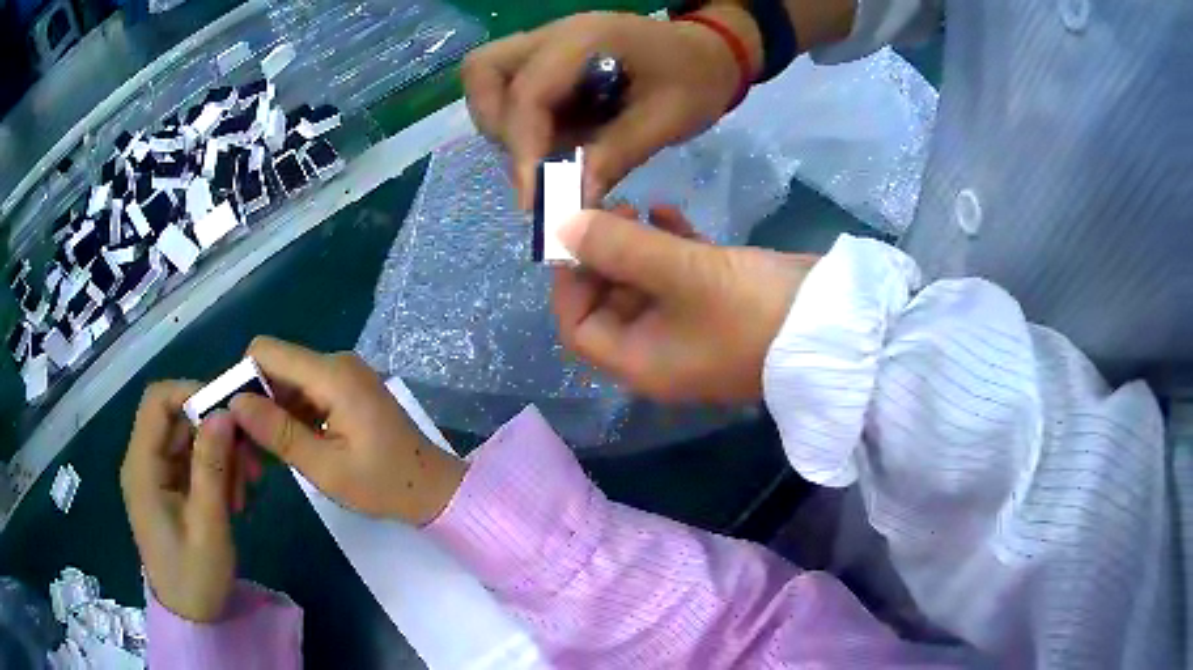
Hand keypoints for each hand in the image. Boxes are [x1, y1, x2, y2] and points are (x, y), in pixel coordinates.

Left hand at [121, 382, 238, 622]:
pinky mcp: (167, 490)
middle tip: (249, 461)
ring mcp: (155, 477)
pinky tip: (233, 497)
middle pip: (176, 419)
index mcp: (142, 467)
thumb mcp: (208, 525)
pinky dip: (215, 471)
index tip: (229, 413)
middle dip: (214, 431)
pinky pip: (191, 462)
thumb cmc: (195, 577)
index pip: (157, 402)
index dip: (191, 393)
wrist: (190, 618)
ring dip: (219, 454)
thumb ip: (211, 467)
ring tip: (244, 489)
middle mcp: (143, 463)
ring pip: (187, 440)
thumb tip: (223, 412)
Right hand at [229, 337, 465, 524]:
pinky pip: (305, 393)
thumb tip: (236, 402)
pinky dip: (290, 416)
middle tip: (246, 448)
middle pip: (275, 366)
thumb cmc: (383, 484)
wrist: (433, 489)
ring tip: (263, 456)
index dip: (242, 378)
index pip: (266, 351)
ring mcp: (343, 375)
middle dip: (255, 401)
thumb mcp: (325, 467)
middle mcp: (336, 363)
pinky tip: (285, 448)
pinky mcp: (346, 390)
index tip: (232, 418)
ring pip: (288, 382)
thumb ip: (278, 432)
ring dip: (271, 413)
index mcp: (332, 374)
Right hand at [463, 9, 760, 207]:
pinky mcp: (546, 63)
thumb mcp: (667, 120)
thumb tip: (570, 203)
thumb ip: (616, 155)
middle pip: (482, 72)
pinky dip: (521, 124)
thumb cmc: (696, 80)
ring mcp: (545, 45)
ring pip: (488, 81)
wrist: (706, 56)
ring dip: (505, 126)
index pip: (529, 93)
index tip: (533, 200)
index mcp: (586, 38)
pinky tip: (560, 139)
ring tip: (551, 153)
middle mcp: (553, 35)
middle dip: (498, 125)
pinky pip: (509, 92)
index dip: (523, 148)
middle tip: (535, 164)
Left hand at [552, 207, 817, 402]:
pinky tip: (670, 212)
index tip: (575, 234)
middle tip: (608, 209)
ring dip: (635, 246)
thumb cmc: (754, 309)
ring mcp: (692, 330)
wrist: (836, 325)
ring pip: (644, 286)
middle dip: (602, 256)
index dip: (569, 282)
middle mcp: (660, 351)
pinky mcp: (720, 306)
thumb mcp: (684, 274)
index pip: (579, 329)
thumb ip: (620, 247)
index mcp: (641, 361)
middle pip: (609, 304)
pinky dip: (670, 247)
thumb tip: (563, 227)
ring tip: (638, 205)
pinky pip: (680, 278)